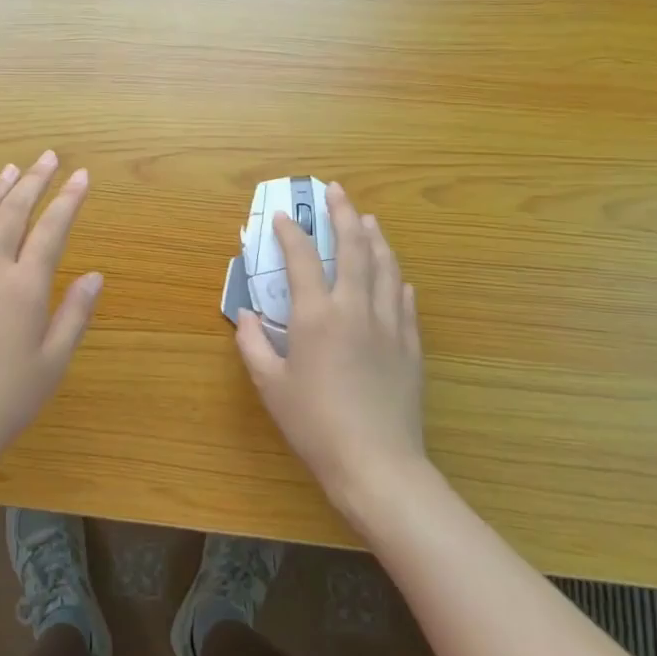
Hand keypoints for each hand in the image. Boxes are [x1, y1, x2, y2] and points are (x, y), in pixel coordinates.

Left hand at [0, 151, 101, 488]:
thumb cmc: (6, 401)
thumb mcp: (53, 362)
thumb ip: (75, 314)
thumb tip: (95, 275)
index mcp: (23, 289)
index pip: (51, 230)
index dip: (68, 199)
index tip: (81, 176)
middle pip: (11, 214)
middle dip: (33, 181)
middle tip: (46, 158)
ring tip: (8, 171)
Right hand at [236, 183, 427, 509]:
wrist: (377, 464)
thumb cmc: (314, 424)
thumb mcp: (270, 386)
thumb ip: (254, 345)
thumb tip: (246, 316)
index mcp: (317, 316)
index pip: (302, 259)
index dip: (291, 233)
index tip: (283, 216)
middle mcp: (355, 309)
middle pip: (354, 248)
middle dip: (343, 214)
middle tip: (336, 191)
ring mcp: (389, 325)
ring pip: (386, 267)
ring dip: (376, 237)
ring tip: (369, 219)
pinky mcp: (410, 346)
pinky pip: (406, 301)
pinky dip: (398, 279)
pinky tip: (397, 274)